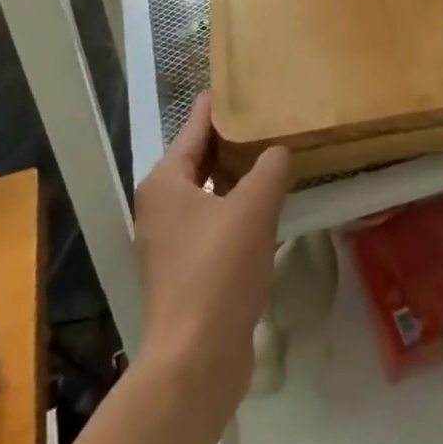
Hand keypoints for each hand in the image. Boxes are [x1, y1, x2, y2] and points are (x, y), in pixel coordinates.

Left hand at [132, 94, 291, 403]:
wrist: (195, 364)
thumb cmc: (217, 273)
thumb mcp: (253, 208)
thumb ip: (270, 167)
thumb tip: (279, 151)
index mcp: (166, 181)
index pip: (196, 123)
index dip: (224, 101)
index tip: (250, 78)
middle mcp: (162, 204)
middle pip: (203, 155)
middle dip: (237, 137)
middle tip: (274, 114)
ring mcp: (173, 239)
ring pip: (212, 189)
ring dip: (242, 174)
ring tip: (279, 152)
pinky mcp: (189, 268)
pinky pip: (218, 220)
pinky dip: (241, 206)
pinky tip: (272, 204)